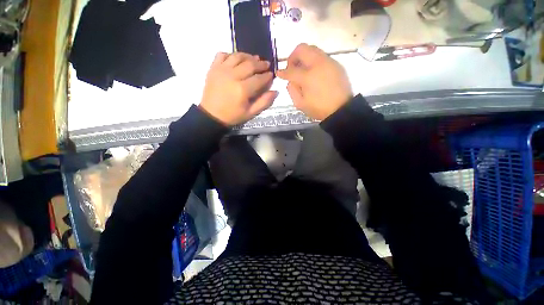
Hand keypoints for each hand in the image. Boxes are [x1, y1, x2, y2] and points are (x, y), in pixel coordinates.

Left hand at [199, 52, 277, 125]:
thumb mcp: (250, 113)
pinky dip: (231, 54)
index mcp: (243, 89)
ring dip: (248, 56)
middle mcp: (233, 76)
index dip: (267, 76)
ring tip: (254, 59)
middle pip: (250, 64)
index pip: (259, 78)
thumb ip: (264, 102)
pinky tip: (236, 59)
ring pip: (237, 56)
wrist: (211, 115)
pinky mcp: (213, 68)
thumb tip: (275, 91)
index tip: (271, 75)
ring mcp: (221, 70)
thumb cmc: (232, 115)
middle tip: (266, 64)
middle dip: (261, 64)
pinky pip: (222, 55)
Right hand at [277, 44, 352, 120]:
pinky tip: (313, 72)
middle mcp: (318, 64)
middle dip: (293, 56)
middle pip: (302, 49)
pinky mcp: (335, 64)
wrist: (341, 108)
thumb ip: (292, 90)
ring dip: (303, 56)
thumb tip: (290, 80)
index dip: (283, 72)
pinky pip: (321, 55)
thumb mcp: (300, 104)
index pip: (291, 70)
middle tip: (292, 67)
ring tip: (302, 69)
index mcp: (308, 77)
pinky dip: (313, 60)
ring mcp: (328, 62)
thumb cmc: (319, 108)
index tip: (279, 73)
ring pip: (312, 49)